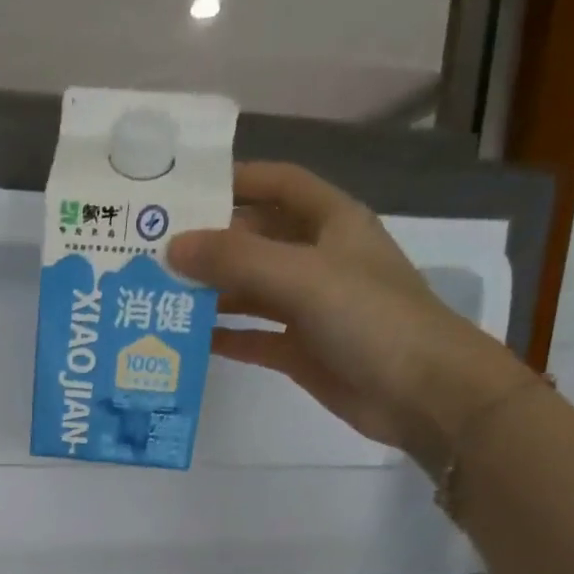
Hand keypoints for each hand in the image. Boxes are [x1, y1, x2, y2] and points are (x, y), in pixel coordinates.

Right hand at [167, 161, 535, 472]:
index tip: (184, 190)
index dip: (237, 180)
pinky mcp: (301, 351)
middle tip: (153, 252)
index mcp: (332, 223)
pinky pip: (254, 337)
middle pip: (256, 241)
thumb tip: (173, 247)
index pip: (280, 185)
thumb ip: (237, 260)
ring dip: (211, 293)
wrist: (420, 393)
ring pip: (251, 291)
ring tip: (159, 296)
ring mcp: (310, 308)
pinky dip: (225, 336)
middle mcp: (319, 259)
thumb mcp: (303, 277)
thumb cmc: (371, 319)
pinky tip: (188, 340)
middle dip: (211, 244)